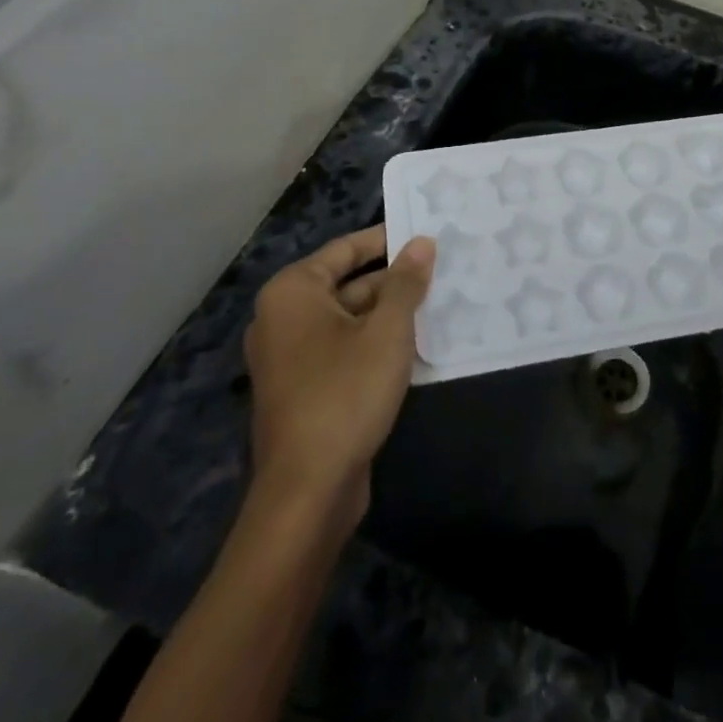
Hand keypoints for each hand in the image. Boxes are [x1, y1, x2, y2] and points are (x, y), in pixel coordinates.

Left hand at [243, 226, 433, 528]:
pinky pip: (342, 348)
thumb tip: (422, 242)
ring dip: (388, 312)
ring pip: (347, 319)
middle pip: (346, 283)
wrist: (308, 490)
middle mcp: (283, 317)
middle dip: (392, 279)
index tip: (424, 232)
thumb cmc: (346, 392)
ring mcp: (289, 356)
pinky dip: (374, 342)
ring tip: (437, 301)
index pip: (345, 249)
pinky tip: (414, 343)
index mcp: (293, 292)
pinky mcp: (302, 388)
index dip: (386, 239)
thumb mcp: (387, 331)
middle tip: (440, 268)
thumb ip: (405, 283)